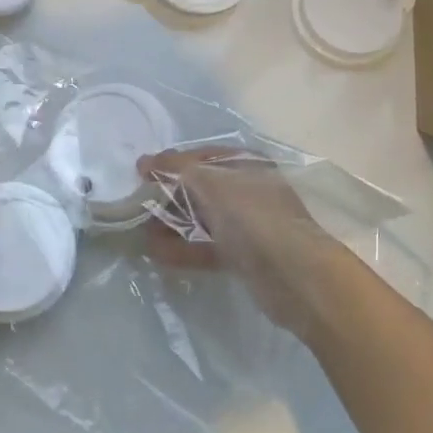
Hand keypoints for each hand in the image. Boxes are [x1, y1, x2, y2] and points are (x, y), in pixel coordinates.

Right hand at [139, 146, 355, 344]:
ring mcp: (247, 223)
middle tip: (137, 209)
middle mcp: (247, 188)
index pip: (199, 157)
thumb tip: (143, 162)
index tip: (139, 177)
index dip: (168, 165)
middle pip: (198, 189)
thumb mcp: (210, 182)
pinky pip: (207, 246)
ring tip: (142, 235)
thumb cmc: (252, 216)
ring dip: (171, 226)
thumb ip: (174, 169)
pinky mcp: (244, 255)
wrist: (295, 275)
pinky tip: (157, 254)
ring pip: (201, 219)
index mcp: (245, 163)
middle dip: (167, 198)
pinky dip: (183, 248)